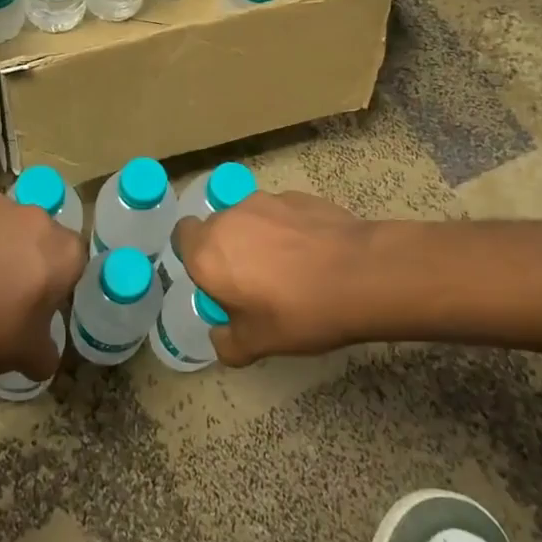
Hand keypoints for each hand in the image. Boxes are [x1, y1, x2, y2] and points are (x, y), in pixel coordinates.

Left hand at [0, 195, 84, 379]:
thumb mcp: (29, 356)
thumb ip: (46, 354)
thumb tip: (45, 358)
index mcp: (64, 252)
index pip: (74, 261)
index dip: (58, 281)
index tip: (40, 302)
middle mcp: (37, 217)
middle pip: (40, 235)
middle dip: (28, 257)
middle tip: (5, 290)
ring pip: (3, 223)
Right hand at [170, 191, 368, 365]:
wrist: (360, 274)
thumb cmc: (298, 312)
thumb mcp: (257, 344)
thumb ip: (227, 343)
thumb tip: (220, 337)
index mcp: (207, 253)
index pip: (182, 236)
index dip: (194, 255)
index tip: (216, 280)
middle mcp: (229, 218)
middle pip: (217, 228)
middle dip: (228, 250)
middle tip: (253, 282)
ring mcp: (265, 202)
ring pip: (250, 218)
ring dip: (258, 237)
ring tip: (289, 267)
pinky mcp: (298, 196)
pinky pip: (281, 214)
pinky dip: (288, 229)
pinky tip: (312, 254)